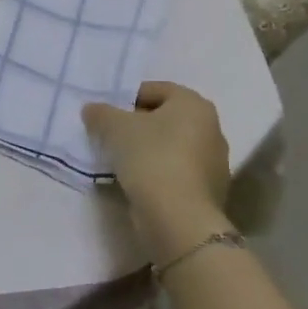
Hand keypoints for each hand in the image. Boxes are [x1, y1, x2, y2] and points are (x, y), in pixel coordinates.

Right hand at [83, 81, 232, 256]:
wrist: (178, 218)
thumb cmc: (150, 158)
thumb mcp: (114, 127)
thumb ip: (100, 113)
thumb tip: (92, 110)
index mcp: (194, 104)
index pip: (155, 89)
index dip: (127, 98)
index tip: (107, 115)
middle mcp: (212, 129)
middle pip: (165, 118)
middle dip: (138, 125)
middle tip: (111, 136)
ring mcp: (215, 163)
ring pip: (171, 147)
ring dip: (147, 150)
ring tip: (120, 162)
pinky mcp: (210, 192)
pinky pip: (177, 172)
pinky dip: (158, 173)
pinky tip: (137, 183)